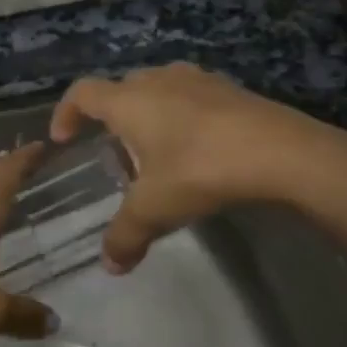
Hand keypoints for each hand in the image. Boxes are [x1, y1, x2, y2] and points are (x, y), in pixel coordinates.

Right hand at [51, 63, 346, 272]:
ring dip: (149, 115)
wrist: (283, 152)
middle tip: (115, 154)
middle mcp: (160, 80)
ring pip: (159, 90)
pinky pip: (191, 98)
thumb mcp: (155, 210)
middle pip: (122, 89)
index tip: (63, 138)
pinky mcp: (231, 90)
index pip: (82, 93)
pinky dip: (182, 118)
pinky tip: (197, 150)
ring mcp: (199, 80)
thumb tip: (110, 265)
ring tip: (156, 153)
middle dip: (111, 118)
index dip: (66, 113)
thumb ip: (125, 236)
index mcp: (130, 101)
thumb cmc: (201, 171)